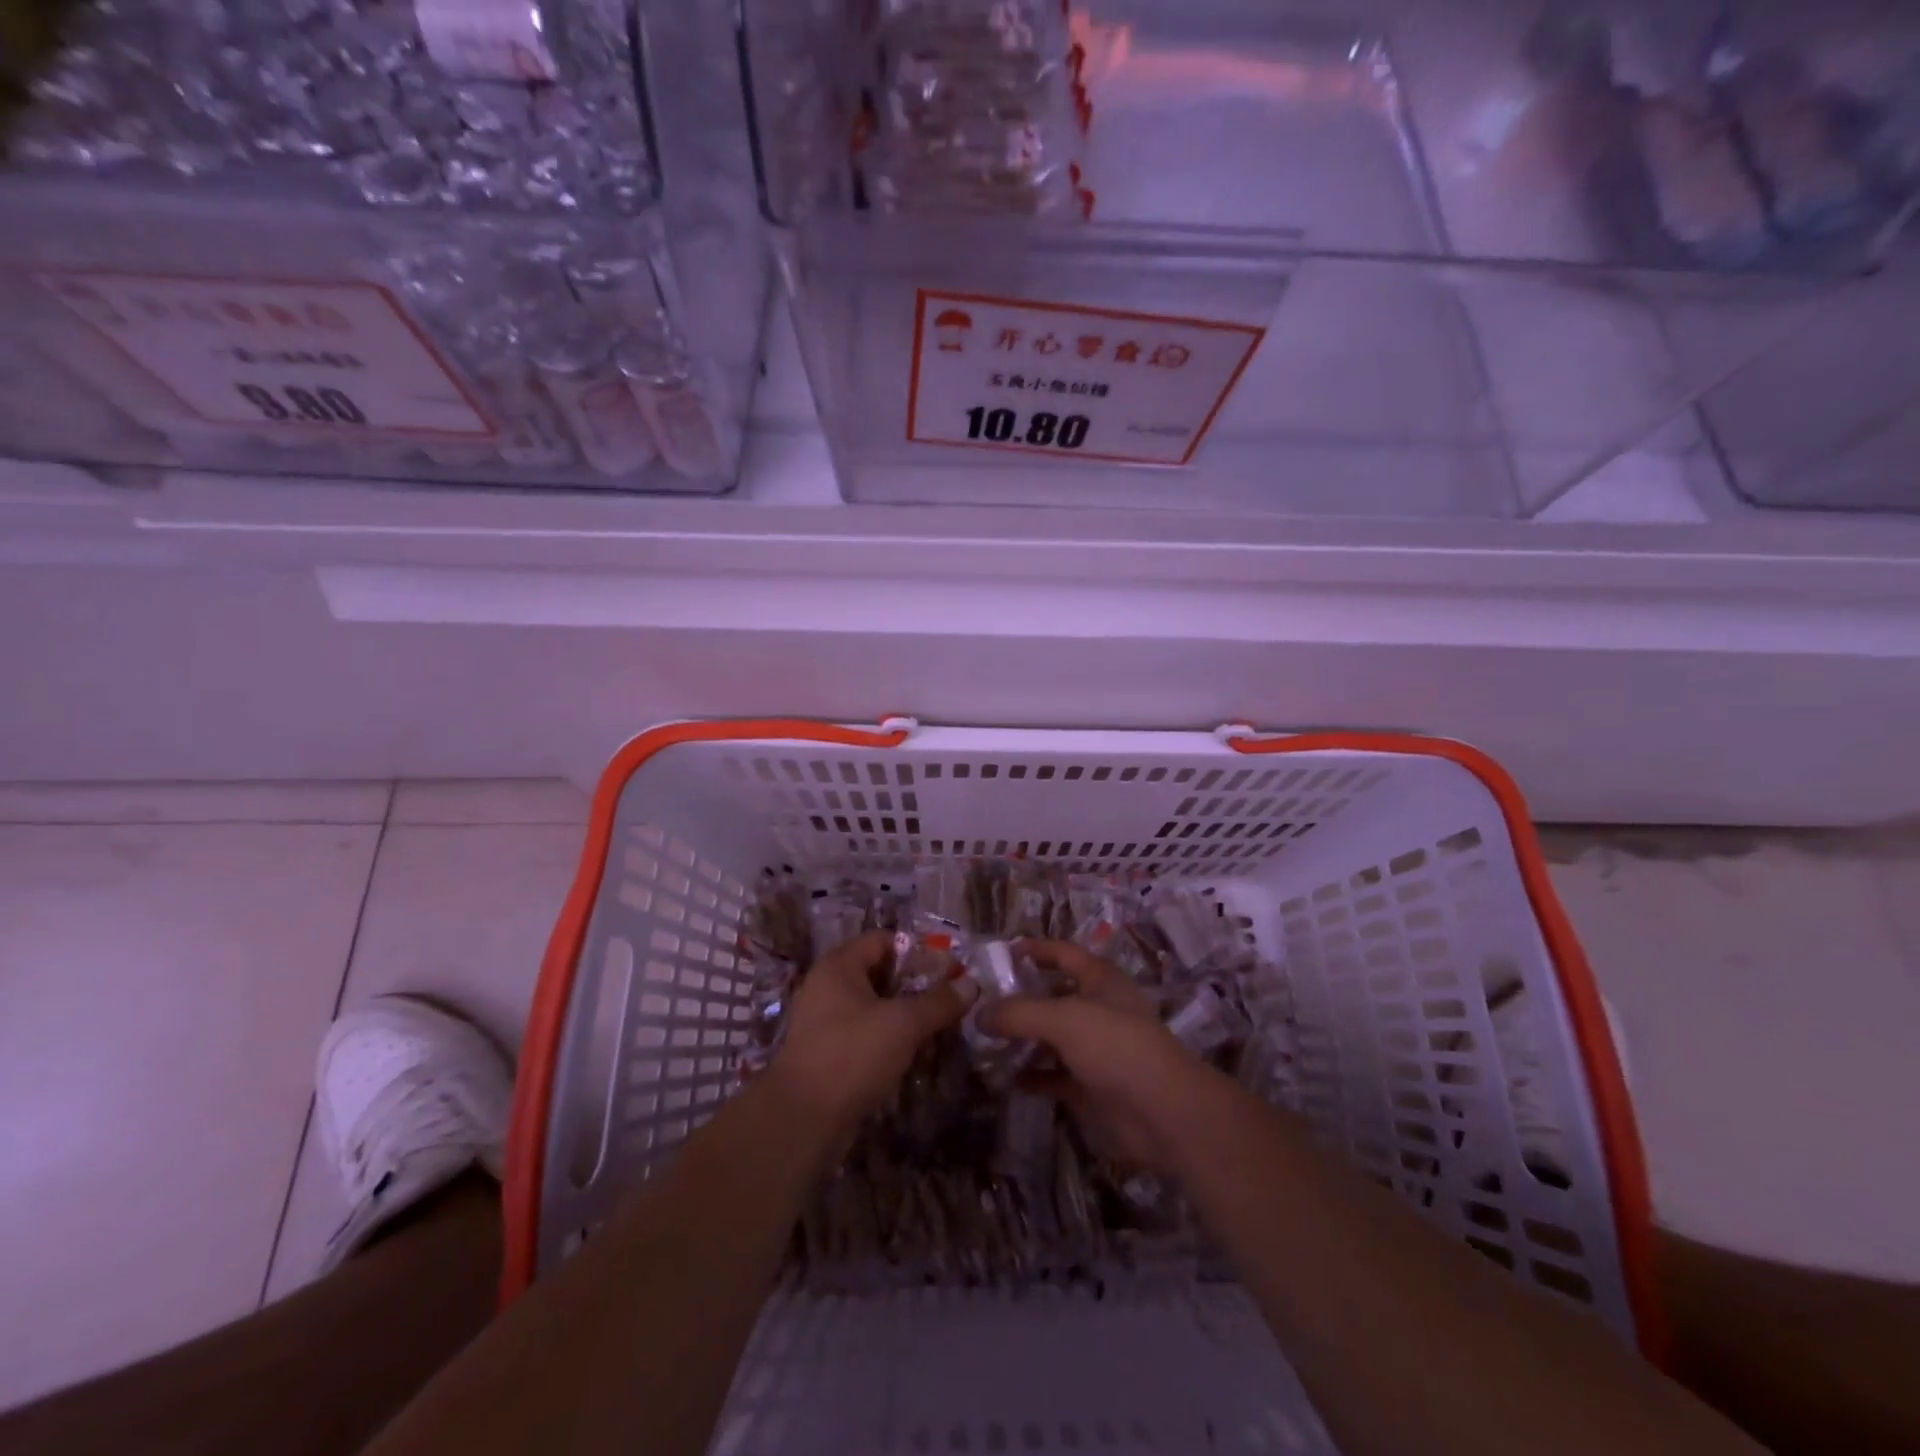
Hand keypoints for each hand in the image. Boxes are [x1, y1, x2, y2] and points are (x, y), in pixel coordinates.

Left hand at [770, 930, 976, 1134]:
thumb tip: (972, 984)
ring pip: (875, 1005)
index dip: (918, 950)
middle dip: (916, 984)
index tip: (950, 969)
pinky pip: (867, 1032)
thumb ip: (938, 1002)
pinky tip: (915, 1051)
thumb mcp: (903, 1024)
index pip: (884, 940)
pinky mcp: (830, 1052)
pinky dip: (890, 1037)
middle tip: (950, 998)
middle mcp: (829, 986)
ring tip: (940, 1025)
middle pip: (880, 972)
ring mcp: (826, 1021)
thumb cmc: (852, 1055)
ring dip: (906, 1013)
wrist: (803, 1120)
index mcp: (839, 965)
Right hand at [984, 940, 1205, 1173]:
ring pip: (1051, 1038)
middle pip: (1053, 996)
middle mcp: (1098, 1009)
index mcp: (1100, 980)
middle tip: (981, 1002)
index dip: (1035, 949)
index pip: (1063, 953)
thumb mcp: (1063, 1019)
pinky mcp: (1092, 1086)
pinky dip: (1032, 1076)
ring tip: (984, 1040)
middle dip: (1020, 998)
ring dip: (1022, 1039)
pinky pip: (1054, 1076)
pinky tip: (1005, 1078)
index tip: (1001, 952)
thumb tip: (978, 1014)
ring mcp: (1096, 1049)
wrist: (1163, 1113)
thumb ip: (1018, 1013)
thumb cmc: (1116, 1046)